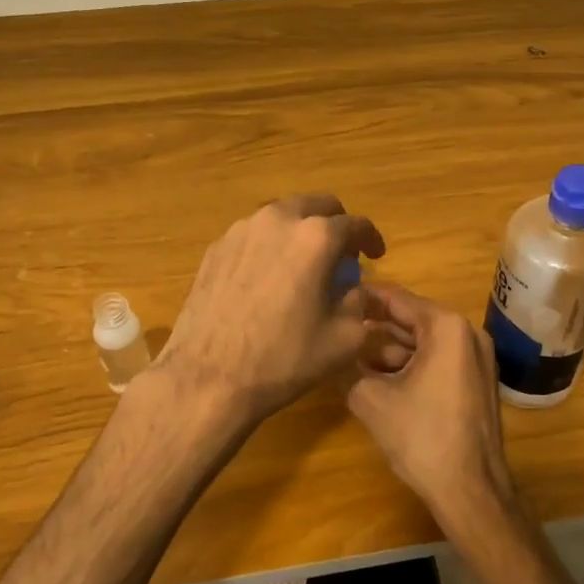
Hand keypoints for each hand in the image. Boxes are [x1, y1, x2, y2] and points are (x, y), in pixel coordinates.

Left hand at [156, 194, 385, 424]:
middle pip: (317, 206)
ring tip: (304, 264)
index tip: (375, 254)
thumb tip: (353, 290)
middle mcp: (278, 220)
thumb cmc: (283, 360)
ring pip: (282, 216)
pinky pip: (254, 235)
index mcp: (316, 237)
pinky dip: (271, 246)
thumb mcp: (344, 340)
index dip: (371, 239)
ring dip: (300, 232)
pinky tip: (269, 277)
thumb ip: (359, 304)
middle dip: (335, 225)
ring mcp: (241, 230)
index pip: (355, 224)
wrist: (208, 378)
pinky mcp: (216, 248)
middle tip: (342, 254)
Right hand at [345, 284, 520, 531]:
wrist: (470, 489)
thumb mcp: (370, 398)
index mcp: (446, 327)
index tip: (335, 296)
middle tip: (339, 329)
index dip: (364, 297)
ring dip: (390, 350)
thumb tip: (337, 354)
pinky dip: (411, 365)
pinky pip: (438, 360)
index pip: (397, 299)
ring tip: (353, 358)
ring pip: (424, 342)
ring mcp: (478, 359)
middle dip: (375, 327)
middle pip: (412, 320)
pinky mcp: (477, 382)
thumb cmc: (421, 436)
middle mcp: (467, 333)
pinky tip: (380, 379)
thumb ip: (349, 366)